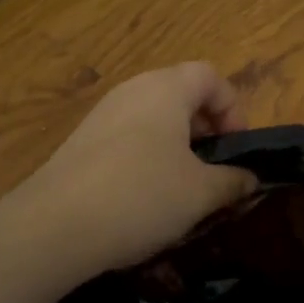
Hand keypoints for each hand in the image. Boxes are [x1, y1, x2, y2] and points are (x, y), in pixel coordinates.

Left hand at [17, 63, 258, 275]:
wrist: (54, 226)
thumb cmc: (141, 196)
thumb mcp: (200, 193)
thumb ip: (232, 181)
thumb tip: (250, 179)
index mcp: (166, 88)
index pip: (210, 76)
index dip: (233, 108)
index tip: (236, 149)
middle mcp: (133, 90)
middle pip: (180, 93)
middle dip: (205, 128)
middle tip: (213, 169)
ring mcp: (102, 114)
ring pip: (153, 118)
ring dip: (175, 146)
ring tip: (182, 188)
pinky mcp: (81, 141)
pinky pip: (127, 137)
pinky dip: (145, 157)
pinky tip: (143, 199)